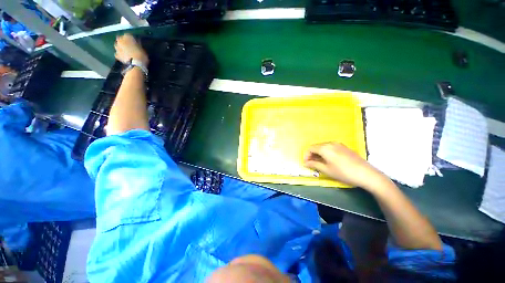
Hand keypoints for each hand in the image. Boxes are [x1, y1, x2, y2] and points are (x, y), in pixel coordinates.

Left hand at [114, 34, 148, 65]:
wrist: (135, 65)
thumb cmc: (141, 55)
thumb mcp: (142, 49)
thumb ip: (138, 44)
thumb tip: (137, 43)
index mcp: (127, 37)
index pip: (128, 35)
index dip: (131, 38)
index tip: (134, 41)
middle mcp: (120, 40)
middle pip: (120, 39)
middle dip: (123, 41)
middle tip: (128, 45)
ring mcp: (117, 48)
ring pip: (117, 45)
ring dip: (120, 47)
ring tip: (125, 51)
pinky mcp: (116, 55)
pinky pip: (117, 53)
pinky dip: (120, 54)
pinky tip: (124, 56)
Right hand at [304, 142, 385, 188]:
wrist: (366, 174)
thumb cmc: (343, 172)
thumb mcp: (326, 170)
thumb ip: (314, 165)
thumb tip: (305, 163)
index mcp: (325, 148)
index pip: (310, 148)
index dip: (306, 155)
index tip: (306, 163)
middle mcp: (330, 143)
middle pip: (316, 146)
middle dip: (312, 154)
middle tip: (311, 164)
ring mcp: (338, 144)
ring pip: (324, 147)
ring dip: (319, 154)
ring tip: (319, 163)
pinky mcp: (344, 147)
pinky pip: (331, 148)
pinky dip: (326, 153)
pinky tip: (329, 160)